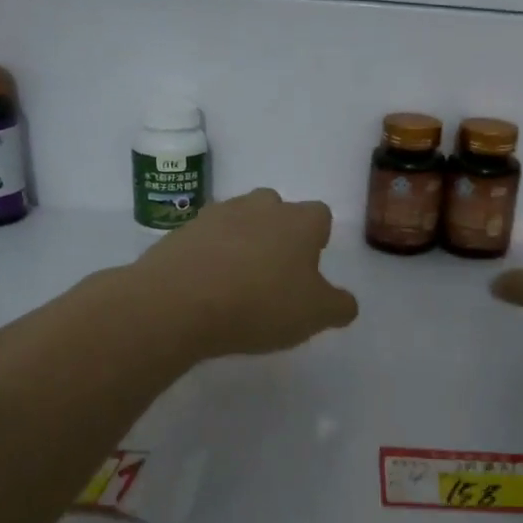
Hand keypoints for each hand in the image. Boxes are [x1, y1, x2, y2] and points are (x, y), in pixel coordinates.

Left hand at [131, 189, 359, 357]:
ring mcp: (217, 215)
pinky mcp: (181, 231)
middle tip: (274, 274)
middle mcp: (260, 207)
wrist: (177, 303)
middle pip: (277, 210)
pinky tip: (206, 288)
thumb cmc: (260, 304)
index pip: (320, 216)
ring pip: (239, 221)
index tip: (309, 267)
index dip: (317, 239)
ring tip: (237, 283)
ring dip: (242, 243)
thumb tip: (345, 303)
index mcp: (299, 221)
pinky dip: (209, 256)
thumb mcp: (315, 315)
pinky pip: (205, 239)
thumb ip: (339, 306)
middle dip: (278, 234)